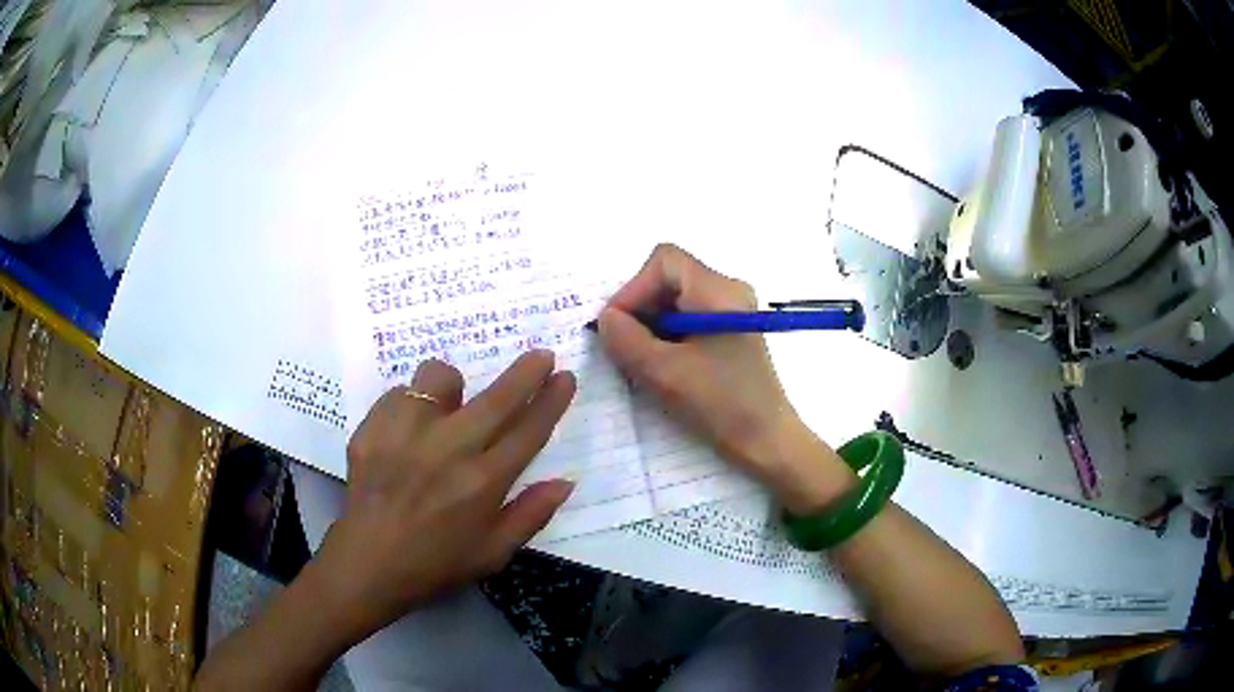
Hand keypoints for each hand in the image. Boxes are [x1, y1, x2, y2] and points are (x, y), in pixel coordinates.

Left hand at [307, 351, 575, 646]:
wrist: (368, 563)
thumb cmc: (436, 563)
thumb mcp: (493, 553)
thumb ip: (531, 515)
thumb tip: (565, 482)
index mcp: (483, 483)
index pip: (529, 431)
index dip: (551, 401)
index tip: (565, 377)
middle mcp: (448, 450)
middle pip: (497, 398)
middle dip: (526, 372)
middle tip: (541, 356)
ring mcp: (406, 434)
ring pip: (439, 376)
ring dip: (452, 385)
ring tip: (446, 406)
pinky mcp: (372, 428)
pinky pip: (399, 393)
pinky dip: (409, 404)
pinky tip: (407, 429)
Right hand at [597, 244, 853, 514]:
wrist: (767, 441)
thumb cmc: (721, 404)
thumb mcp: (664, 373)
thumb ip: (627, 340)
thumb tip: (606, 319)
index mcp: (718, 291)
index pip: (664, 262)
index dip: (633, 288)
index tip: (617, 327)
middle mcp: (727, 291)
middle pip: (669, 279)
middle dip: (640, 309)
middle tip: (623, 347)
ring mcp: (730, 312)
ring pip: (675, 301)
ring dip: (650, 326)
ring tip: (641, 361)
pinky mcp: (728, 333)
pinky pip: (687, 320)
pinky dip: (666, 337)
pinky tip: (661, 367)